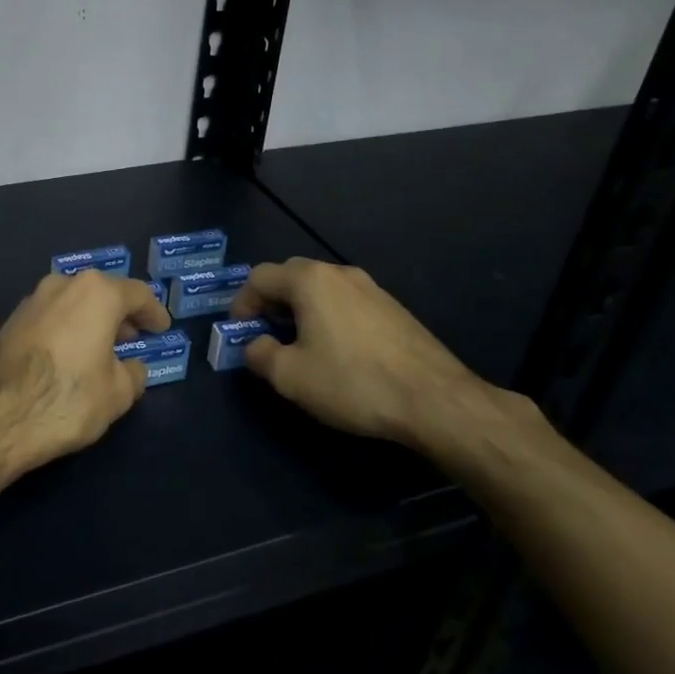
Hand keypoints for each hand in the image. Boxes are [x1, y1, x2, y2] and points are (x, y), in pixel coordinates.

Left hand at [0, 269, 171, 477]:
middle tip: (134, 337)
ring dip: (91, 319)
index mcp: (97, 292)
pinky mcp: (12, 319)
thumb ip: (133, 373)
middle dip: (121, 314)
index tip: (161, 329)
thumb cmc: (67, 398)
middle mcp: (63, 284)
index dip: (154, 312)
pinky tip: (71, 354)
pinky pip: (52, 316)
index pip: (137, 293)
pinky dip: (68, 328)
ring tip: (103, 348)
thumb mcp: (118, 393)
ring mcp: (33, 299)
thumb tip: (131, 366)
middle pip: (102, 292)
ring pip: (74, 301)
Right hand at [232, 258, 516, 455]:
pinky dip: (329, 316)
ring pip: (321, 288)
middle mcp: (339, 273)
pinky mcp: (393, 308)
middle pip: (291, 275)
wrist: (435, 400)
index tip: (238, 331)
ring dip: (301, 309)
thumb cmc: (353, 382)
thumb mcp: (290, 377)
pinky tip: (337, 350)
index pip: (259, 277)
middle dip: (270, 301)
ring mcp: (371, 288)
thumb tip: (255, 345)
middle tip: (265, 332)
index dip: (241, 302)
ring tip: (299, 343)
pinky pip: (346, 302)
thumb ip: (259, 354)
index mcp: (310, 280)